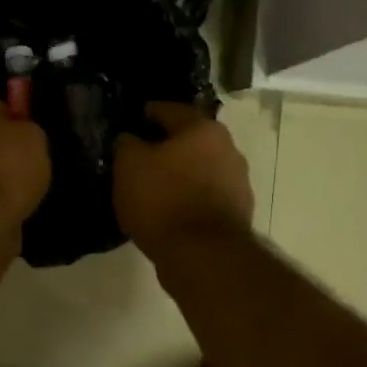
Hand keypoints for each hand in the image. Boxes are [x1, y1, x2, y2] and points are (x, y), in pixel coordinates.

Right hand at [113, 102, 253, 256]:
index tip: (138, 117)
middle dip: (170, 145)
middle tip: (145, 154)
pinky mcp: (238, 213)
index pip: (172, 110)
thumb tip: (131, 139)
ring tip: (157, 185)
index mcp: (203, 129)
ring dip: (183, 173)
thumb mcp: (129, 167)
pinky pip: (207, 196)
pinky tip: (173, 209)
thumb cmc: (163, 200)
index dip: (151, 112)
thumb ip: (127, 145)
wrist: (203, 255)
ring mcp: (238, 182)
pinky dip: (191, 197)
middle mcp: (228, 149)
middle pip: (193, 140)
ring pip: (202, 169)